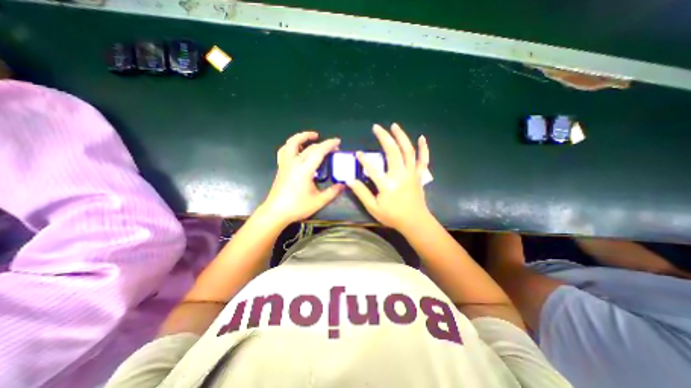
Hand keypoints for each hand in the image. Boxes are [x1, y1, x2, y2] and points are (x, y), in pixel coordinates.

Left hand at [259, 133, 342, 225]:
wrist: (276, 212)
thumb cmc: (297, 207)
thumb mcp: (318, 201)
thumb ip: (332, 192)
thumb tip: (343, 185)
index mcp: (304, 170)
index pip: (318, 151)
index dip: (329, 144)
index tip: (338, 142)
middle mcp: (294, 163)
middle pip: (309, 147)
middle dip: (323, 144)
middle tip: (333, 148)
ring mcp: (285, 164)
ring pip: (292, 143)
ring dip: (302, 137)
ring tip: (312, 136)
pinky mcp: (281, 168)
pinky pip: (284, 150)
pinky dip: (292, 145)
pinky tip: (297, 148)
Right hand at [352, 122, 430, 230]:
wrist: (415, 222)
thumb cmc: (393, 216)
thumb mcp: (373, 208)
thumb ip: (362, 193)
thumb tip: (349, 180)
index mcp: (387, 184)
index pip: (372, 168)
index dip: (364, 159)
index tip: (357, 153)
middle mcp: (400, 175)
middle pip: (392, 151)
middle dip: (384, 137)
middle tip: (377, 127)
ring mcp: (412, 173)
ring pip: (408, 151)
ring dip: (401, 136)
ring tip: (394, 126)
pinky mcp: (419, 175)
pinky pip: (423, 159)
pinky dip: (423, 148)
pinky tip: (422, 137)